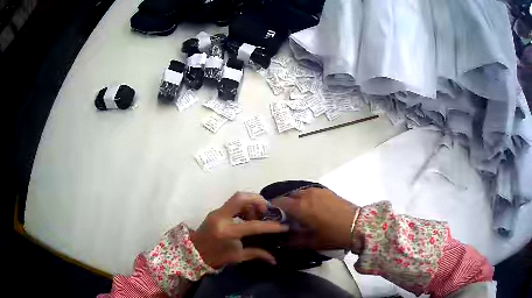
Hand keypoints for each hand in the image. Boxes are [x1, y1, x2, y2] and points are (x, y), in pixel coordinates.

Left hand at [190, 192, 288, 268]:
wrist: (193, 253)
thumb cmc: (215, 257)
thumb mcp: (237, 257)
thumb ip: (256, 254)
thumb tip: (274, 259)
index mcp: (227, 231)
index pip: (253, 225)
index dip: (270, 226)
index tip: (283, 226)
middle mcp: (221, 217)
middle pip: (241, 198)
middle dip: (258, 200)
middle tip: (267, 211)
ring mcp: (216, 212)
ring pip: (237, 198)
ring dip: (251, 203)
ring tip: (257, 216)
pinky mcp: (215, 211)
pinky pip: (232, 203)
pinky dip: (243, 207)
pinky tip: (248, 217)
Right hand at [271, 188, 356, 250]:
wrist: (358, 225)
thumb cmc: (333, 235)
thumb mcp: (312, 242)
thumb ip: (294, 243)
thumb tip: (282, 245)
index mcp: (300, 207)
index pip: (279, 202)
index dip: (272, 208)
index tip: (271, 216)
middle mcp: (306, 195)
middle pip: (289, 196)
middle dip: (285, 205)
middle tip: (286, 217)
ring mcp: (318, 191)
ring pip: (300, 193)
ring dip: (296, 201)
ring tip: (299, 213)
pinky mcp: (327, 191)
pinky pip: (310, 192)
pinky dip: (306, 198)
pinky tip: (312, 208)